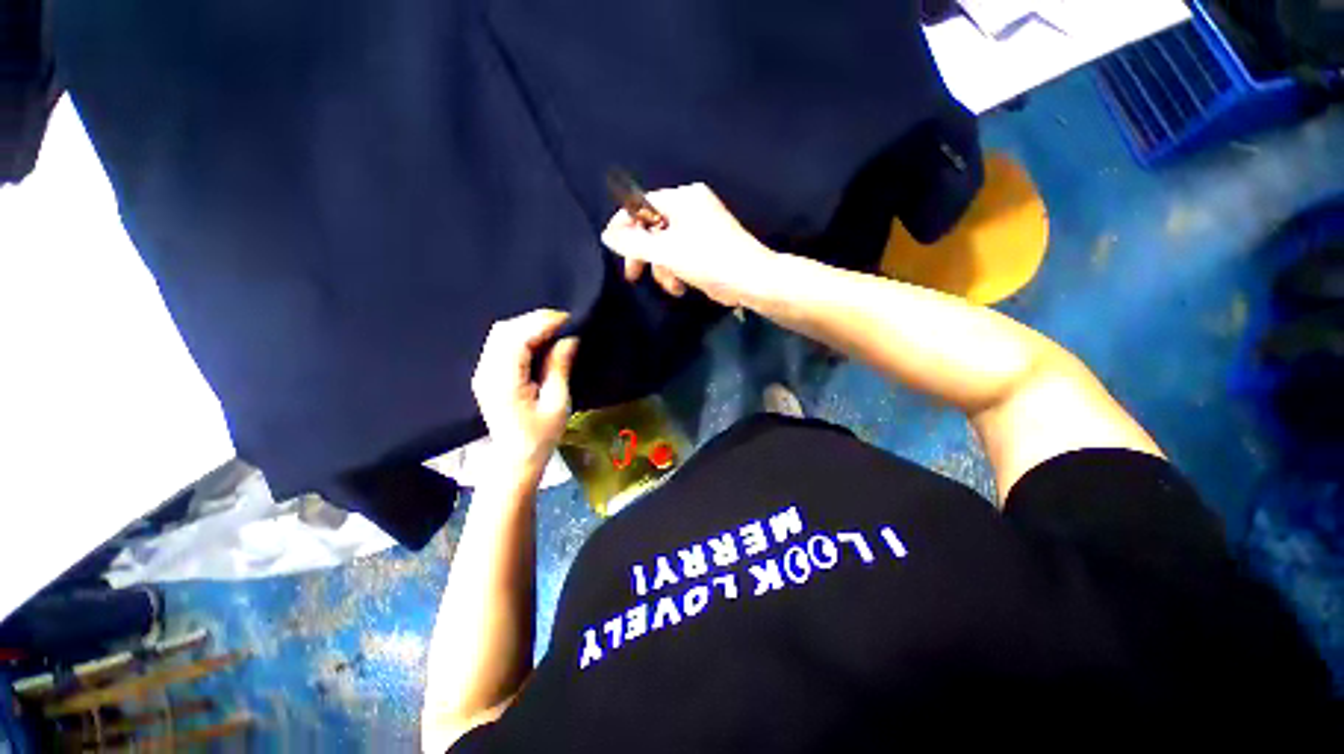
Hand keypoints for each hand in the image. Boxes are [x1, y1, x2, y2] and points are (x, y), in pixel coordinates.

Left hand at [471, 310, 579, 475]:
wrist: (515, 459)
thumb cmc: (540, 436)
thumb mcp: (557, 403)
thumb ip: (559, 367)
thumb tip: (569, 339)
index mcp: (504, 381)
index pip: (517, 338)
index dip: (542, 323)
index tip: (568, 318)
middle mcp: (487, 372)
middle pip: (504, 330)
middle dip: (535, 320)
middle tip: (564, 323)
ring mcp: (483, 372)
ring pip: (501, 334)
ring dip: (528, 326)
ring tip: (555, 329)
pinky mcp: (487, 374)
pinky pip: (501, 344)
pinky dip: (521, 335)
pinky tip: (539, 340)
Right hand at [600, 183, 772, 307]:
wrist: (752, 280)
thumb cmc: (709, 261)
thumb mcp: (667, 252)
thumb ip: (634, 243)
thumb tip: (607, 235)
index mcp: (683, 199)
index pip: (642, 204)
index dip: (624, 225)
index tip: (614, 247)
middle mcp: (691, 207)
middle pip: (653, 227)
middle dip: (645, 255)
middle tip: (634, 276)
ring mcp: (701, 227)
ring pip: (666, 245)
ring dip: (663, 268)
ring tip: (671, 287)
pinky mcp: (707, 246)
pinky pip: (681, 254)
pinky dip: (677, 270)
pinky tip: (681, 287)